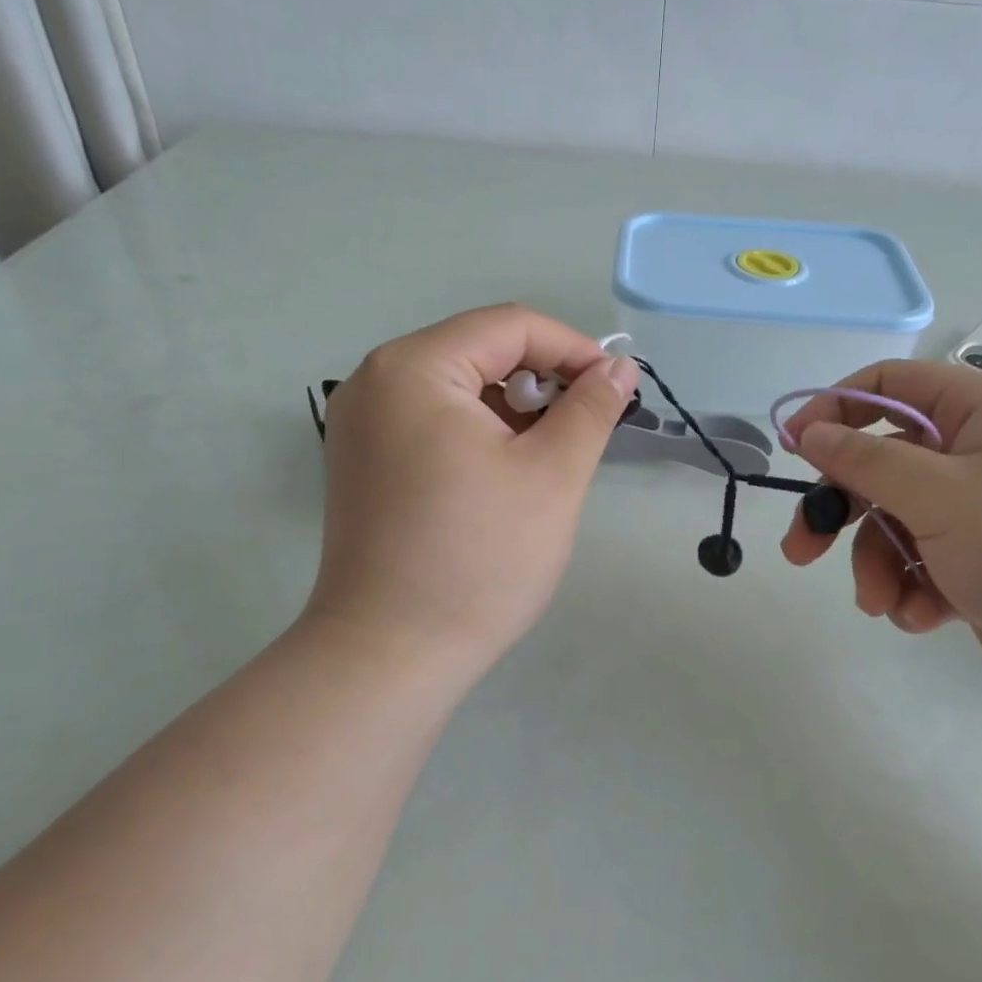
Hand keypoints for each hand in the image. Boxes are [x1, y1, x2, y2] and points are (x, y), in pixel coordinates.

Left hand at [308, 305, 638, 677]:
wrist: (391, 655)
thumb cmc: (478, 560)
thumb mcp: (552, 476)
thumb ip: (591, 409)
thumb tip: (619, 368)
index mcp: (414, 369)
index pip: (509, 326)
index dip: (573, 349)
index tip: (616, 390)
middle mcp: (375, 382)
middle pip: (479, 351)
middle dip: (543, 381)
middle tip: (584, 430)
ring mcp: (361, 425)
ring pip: (458, 389)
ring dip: (514, 410)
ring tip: (550, 458)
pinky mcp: (363, 463)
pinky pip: (433, 423)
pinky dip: (479, 434)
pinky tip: (506, 476)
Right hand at [780, 361, 981, 722]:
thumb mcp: (942, 497)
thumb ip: (867, 461)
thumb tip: (809, 431)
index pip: (891, 386)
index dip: (835, 409)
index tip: (793, 448)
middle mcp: (981, 457)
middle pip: (882, 464)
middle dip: (840, 510)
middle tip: (800, 550)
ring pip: (895, 524)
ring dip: (877, 565)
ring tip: (883, 603)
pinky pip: (923, 566)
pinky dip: (913, 591)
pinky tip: (924, 618)